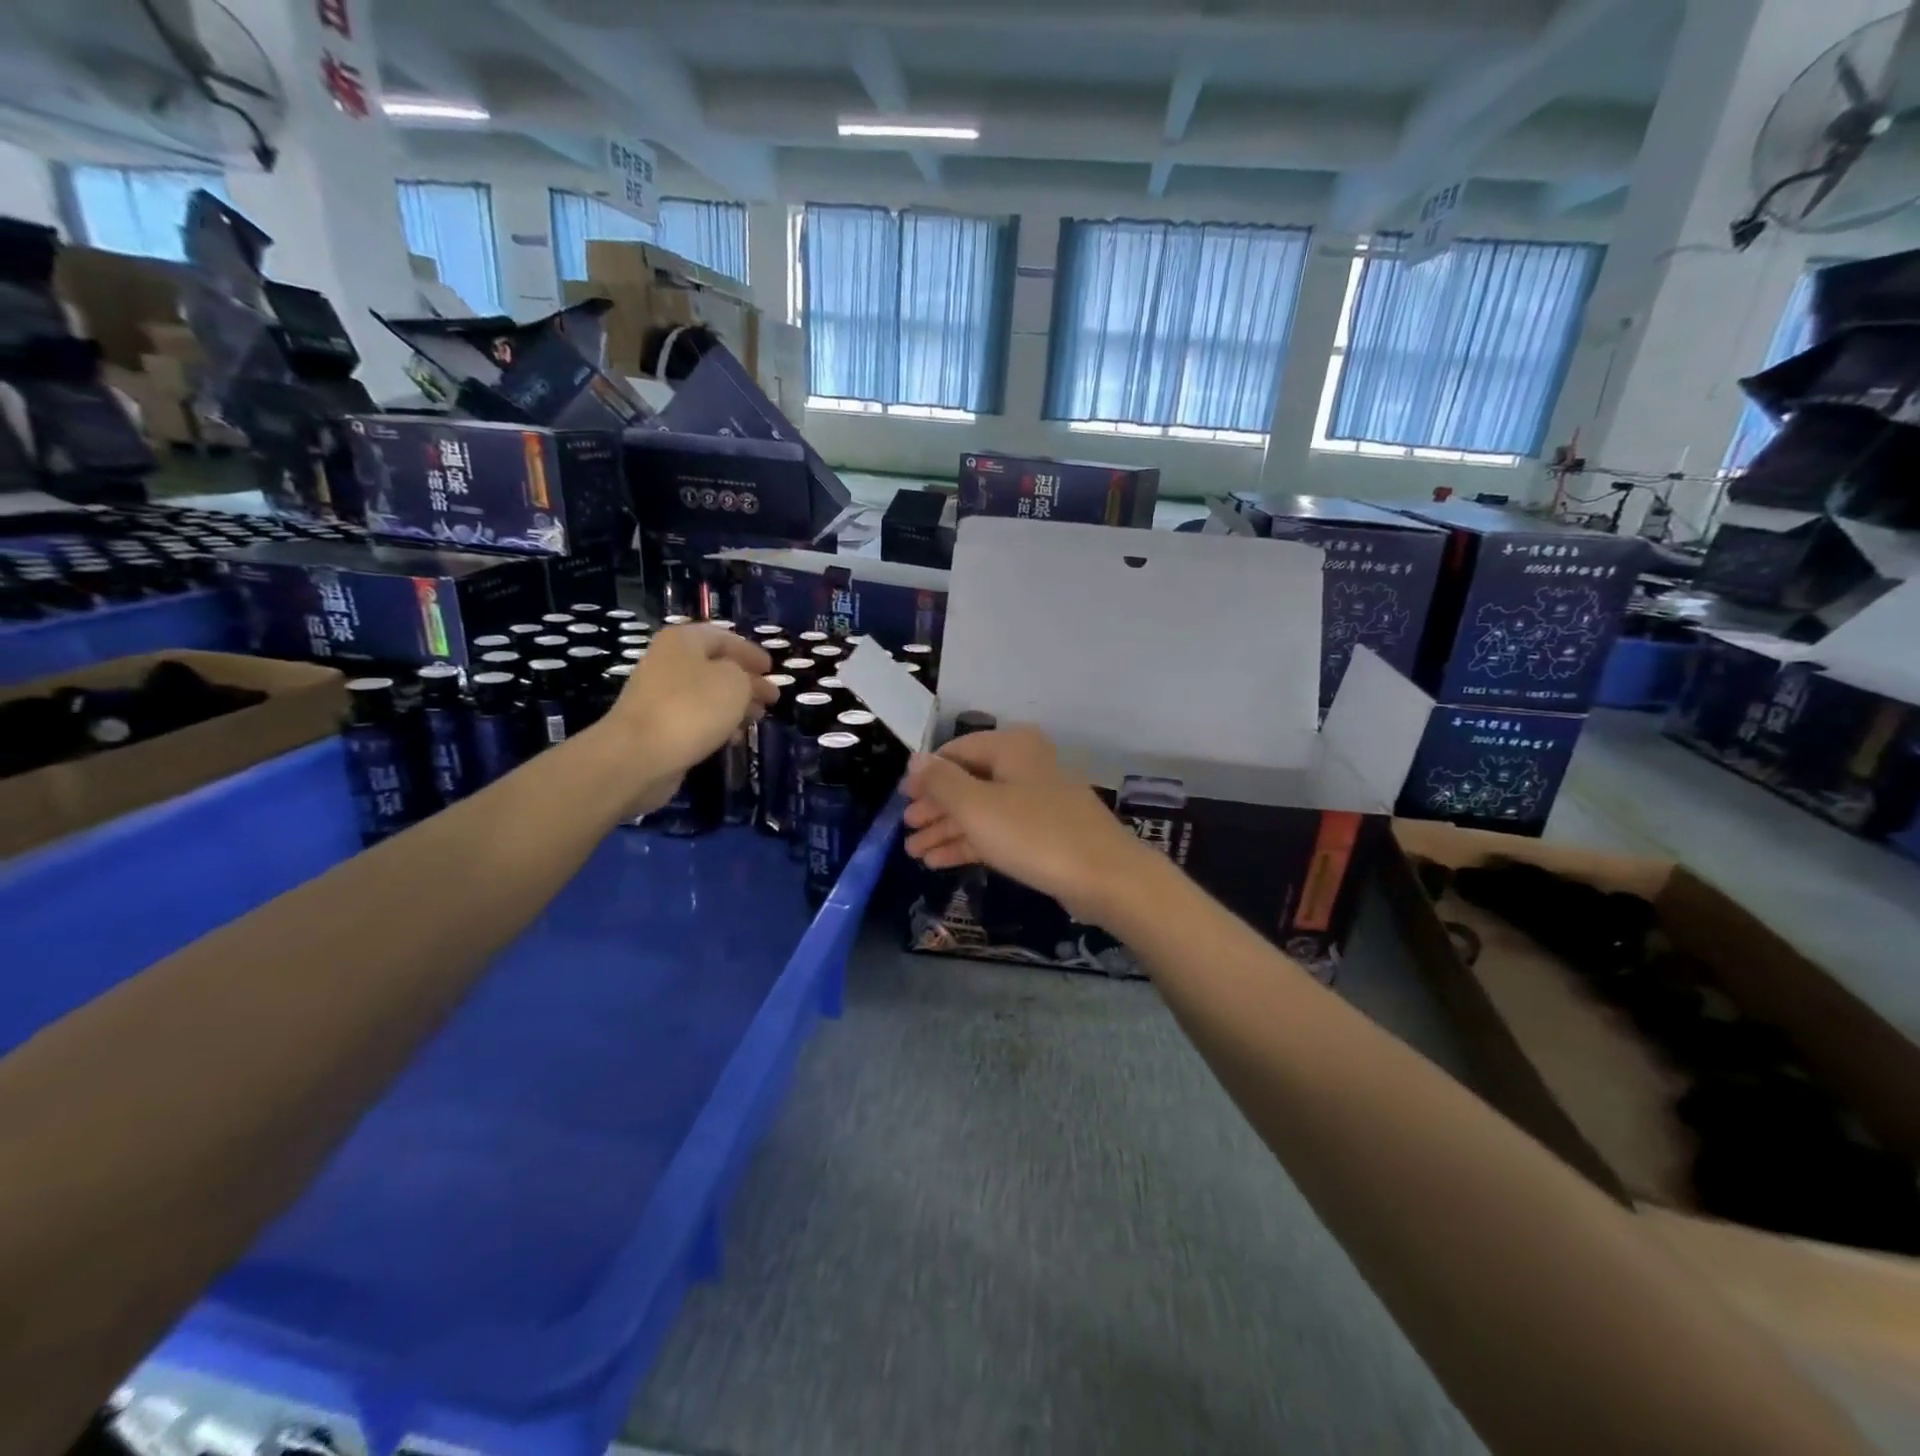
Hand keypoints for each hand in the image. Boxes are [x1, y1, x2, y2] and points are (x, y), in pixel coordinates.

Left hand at [599, 625, 773, 814]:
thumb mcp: (735, 682)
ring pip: (707, 694)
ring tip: (757, 720)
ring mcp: (660, 695)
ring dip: (735, 705)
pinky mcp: (658, 725)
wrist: (639, 755)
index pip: (724, 637)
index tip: (772, 669)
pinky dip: (717, 725)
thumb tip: (746, 682)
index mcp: (684, 641)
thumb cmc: (692, 708)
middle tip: (770, 698)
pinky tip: (732, 739)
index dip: (751, 652)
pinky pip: (695, 718)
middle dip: (747, 682)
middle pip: (716, 667)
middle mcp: (668, 661)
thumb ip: (748, 676)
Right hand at [901, 726, 1168, 927]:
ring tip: (914, 853)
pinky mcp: (1044, 834)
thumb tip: (915, 760)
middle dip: (934, 808)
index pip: (956, 752)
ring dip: (947, 830)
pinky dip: (970, 843)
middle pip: (968, 782)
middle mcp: (1024, 766)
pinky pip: (998, 832)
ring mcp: (1036, 801)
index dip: (926, 775)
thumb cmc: (1034, 834)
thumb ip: (941, 781)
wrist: (1105, 877)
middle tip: (905, 830)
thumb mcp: (976, 806)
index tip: (901, 799)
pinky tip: (940, 861)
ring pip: (981, 811)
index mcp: (1011, 747)